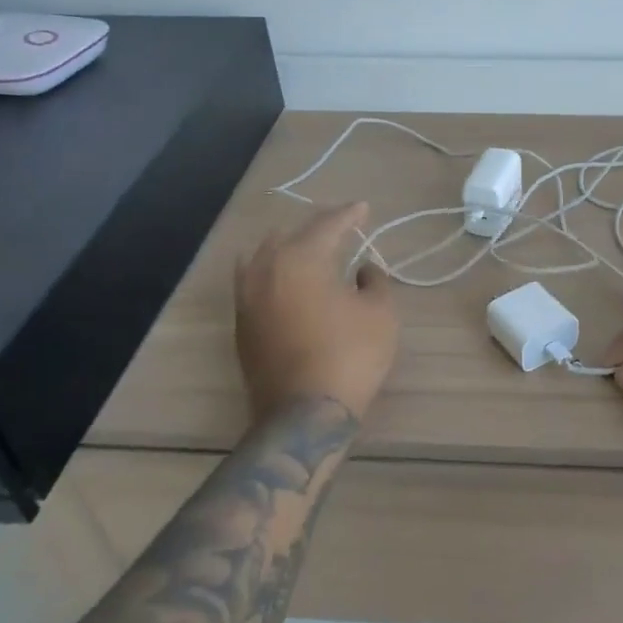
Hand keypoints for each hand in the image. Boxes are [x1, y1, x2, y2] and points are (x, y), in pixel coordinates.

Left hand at [236, 202, 398, 419]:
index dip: (349, 214)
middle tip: (340, 230)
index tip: (364, 208)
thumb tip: (363, 269)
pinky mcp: (241, 325)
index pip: (327, 224)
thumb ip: (375, 281)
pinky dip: (275, 274)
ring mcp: (247, 298)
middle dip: (316, 229)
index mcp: (301, 258)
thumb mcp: (381, 313)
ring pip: (264, 257)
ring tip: (311, 253)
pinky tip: (291, 284)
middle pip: (289, 235)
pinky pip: (255, 282)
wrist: (303, 414)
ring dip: (289, 249)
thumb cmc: (350, 355)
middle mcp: (265, 269)